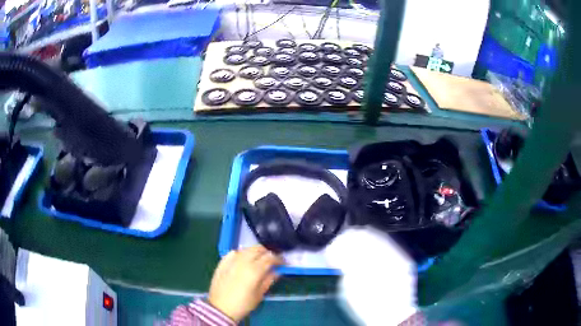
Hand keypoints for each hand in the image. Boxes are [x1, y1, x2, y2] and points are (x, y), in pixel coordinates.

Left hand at [209, 245, 282, 322]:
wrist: (221, 308)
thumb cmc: (243, 304)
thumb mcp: (260, 294)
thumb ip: (269, 279)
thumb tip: (276, 271)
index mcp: (254, 270)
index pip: (270, 257)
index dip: (279, 259)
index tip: (282, 263)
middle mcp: (243, 261)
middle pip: (258, 249)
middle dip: (267, 252)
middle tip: (271, 260)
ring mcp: (231, 260)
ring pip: (246, 249)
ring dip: (254, 252)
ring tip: (258, 260)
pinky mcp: (222, 262)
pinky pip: (234, 252)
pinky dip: (241, 254)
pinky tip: (243, 260)